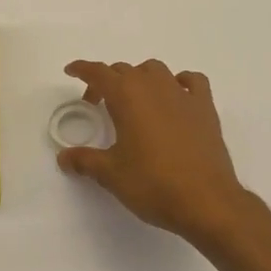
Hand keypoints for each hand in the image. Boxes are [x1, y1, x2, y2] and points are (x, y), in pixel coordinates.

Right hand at [57, 59, 252, 246]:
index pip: (98, 72)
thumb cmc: (153, 184)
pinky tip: (175, 98)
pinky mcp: (205, 108)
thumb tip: (64, 157)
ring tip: (134, 101)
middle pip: (124, 70)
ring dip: (140, 78)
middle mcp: (153, 86)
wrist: (206, 201)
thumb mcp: (111, 174)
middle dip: (107, 82)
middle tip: (97, 104)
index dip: (82, 69)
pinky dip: (180, 83)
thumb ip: (85, 161)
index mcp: (127, 96)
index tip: (71, 70)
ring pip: (155, 70)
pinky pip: (192, 81)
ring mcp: (182, 94)